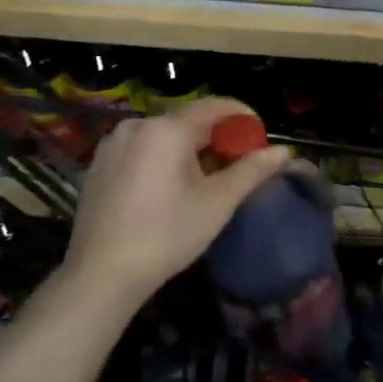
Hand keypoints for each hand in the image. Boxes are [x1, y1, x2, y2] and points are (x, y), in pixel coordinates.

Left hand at [57, 97, 291, 308]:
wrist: (100, 275)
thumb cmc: (166, 235)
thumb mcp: (218, 203)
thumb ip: (252, 171)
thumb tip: (283, 152)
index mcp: (167, 128)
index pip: (215, 106)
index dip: (243, 118)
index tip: (260, 139)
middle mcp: (137, 125)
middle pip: (189, 120)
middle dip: (218, 137)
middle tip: (238, 165)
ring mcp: (113, 144)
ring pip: (165, 135)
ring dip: (191, 148)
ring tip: (207, 180)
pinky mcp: (99, 165)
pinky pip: (142, 149)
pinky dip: (164, 158)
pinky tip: (171, 189)